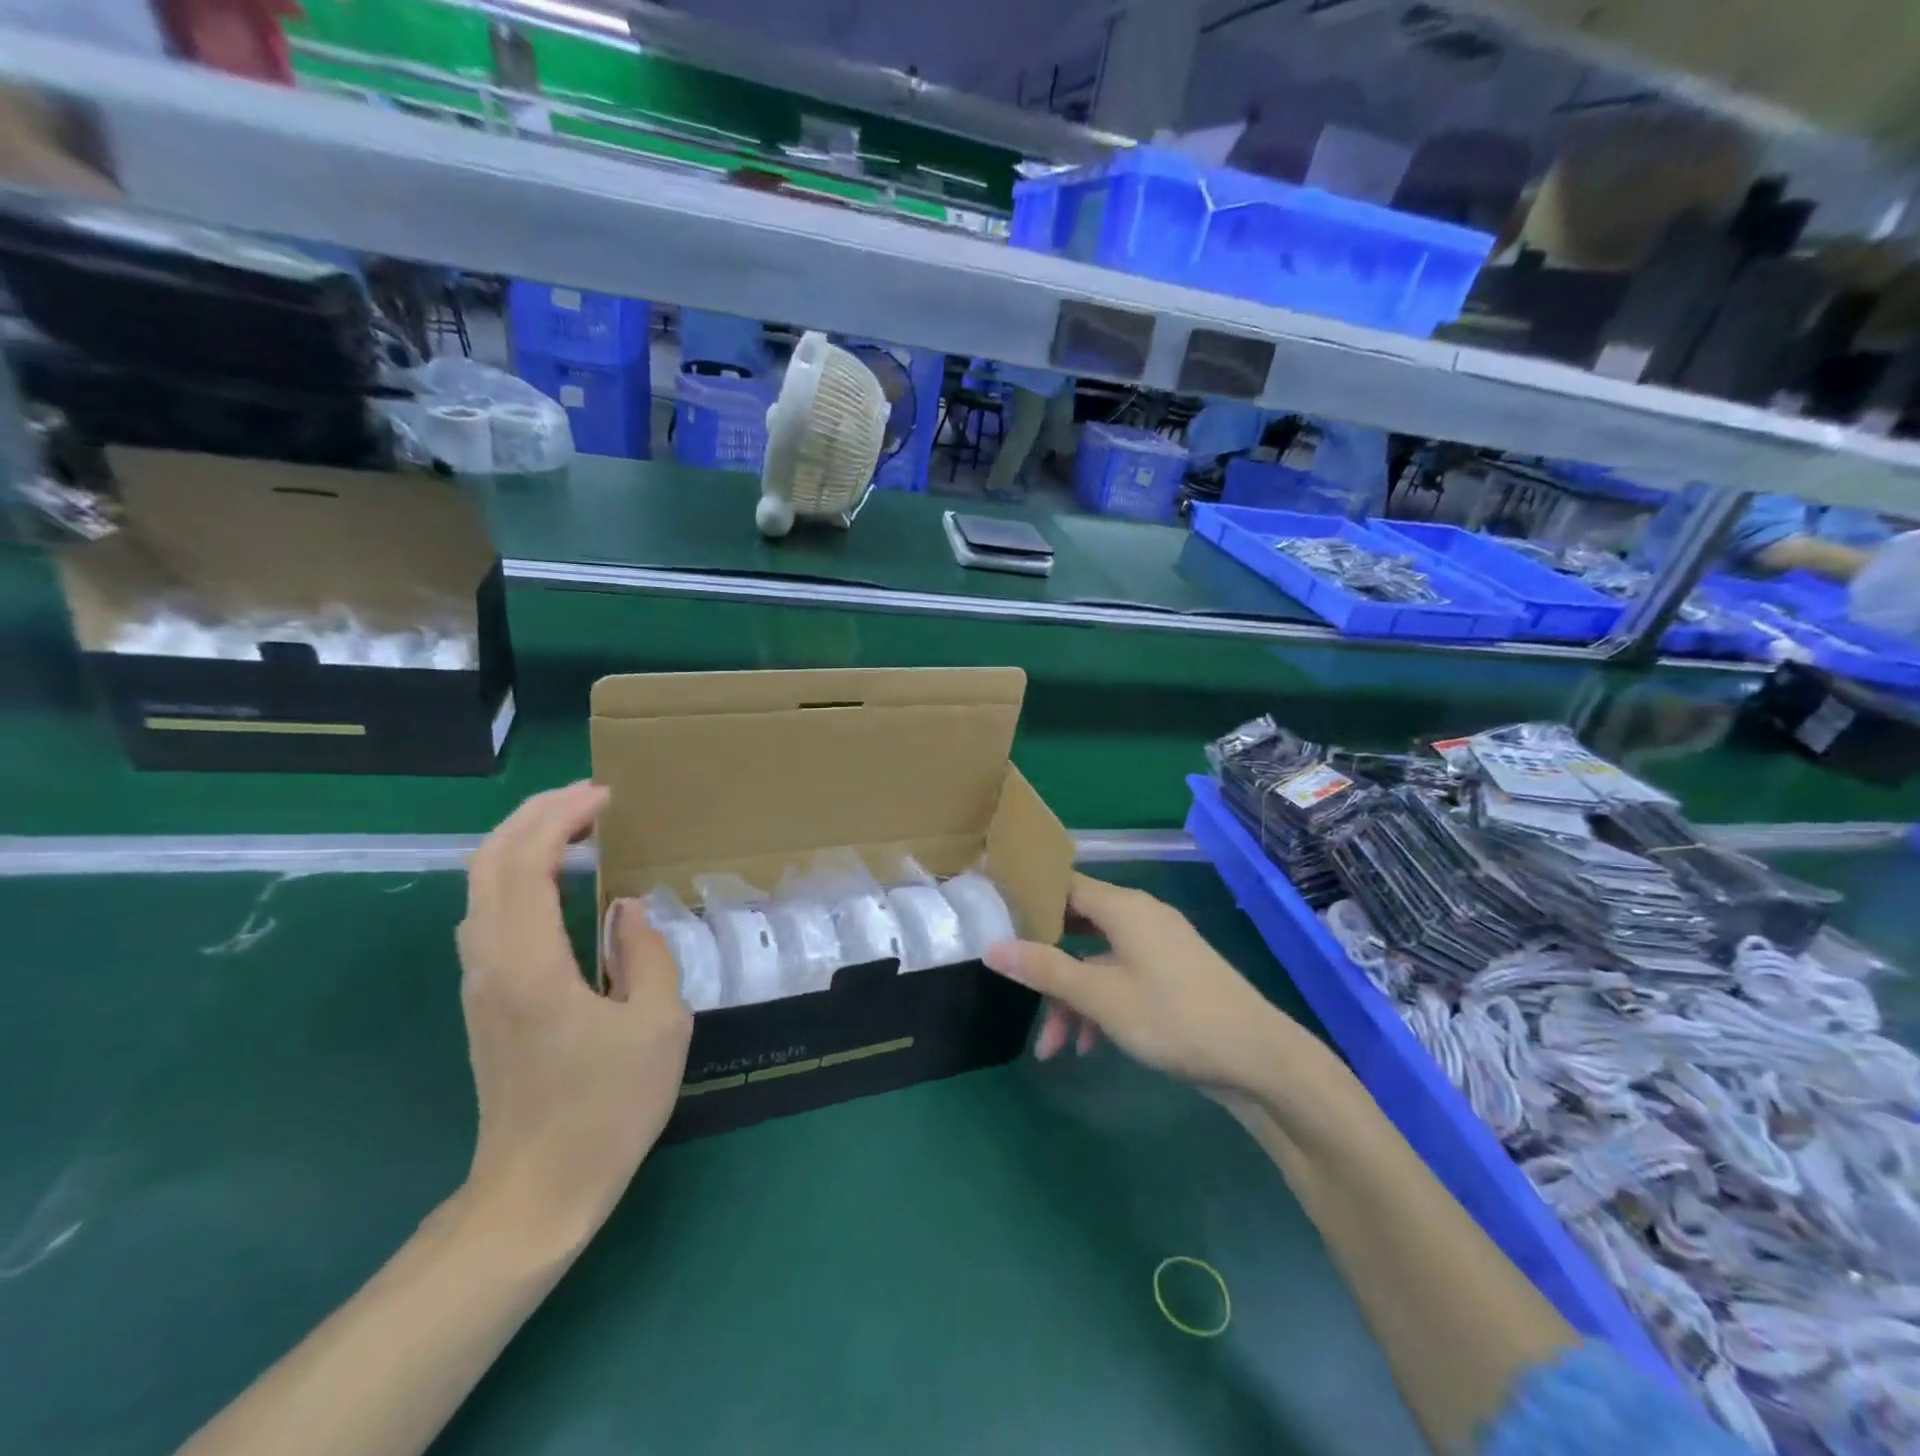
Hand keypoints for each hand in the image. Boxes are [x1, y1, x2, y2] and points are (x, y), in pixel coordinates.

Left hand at [456, 782, 691, 1241]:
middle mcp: (491, 963)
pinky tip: (558, 882)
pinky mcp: (485, 1000)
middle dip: (535, 814)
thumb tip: (626, 909)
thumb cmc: (606, 1109)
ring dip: (523, 842)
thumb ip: (646, 954)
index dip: (561, 817)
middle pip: (490, 862)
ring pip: (482, 886)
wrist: (535, 1195)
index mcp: (531, 964)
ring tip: (577, 827)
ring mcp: (480, 983)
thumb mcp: (658, 1025)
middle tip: (590, 796)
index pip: (527, 862)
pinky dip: (519, 876)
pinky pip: (491, 914)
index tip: (606, 797)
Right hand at [983, 874, 1303, 1096]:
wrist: (1257, 1058)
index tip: (995, 919)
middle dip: (1045, 963)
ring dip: (1071, 998)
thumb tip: (992, 947)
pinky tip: (1089, 1047)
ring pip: (1097, 959)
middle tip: (1014, 985)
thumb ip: (1045, 969)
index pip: (1063, 885)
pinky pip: (1121, 977)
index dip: (1028, 899)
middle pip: (1076, 925)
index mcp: (1123, 907)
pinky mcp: (1171, 974)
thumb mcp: (1100, 996)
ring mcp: (1158, 946)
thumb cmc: (1172, 1016)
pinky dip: (1100, 1005)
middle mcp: (1139, 916)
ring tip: (1053, 1047)